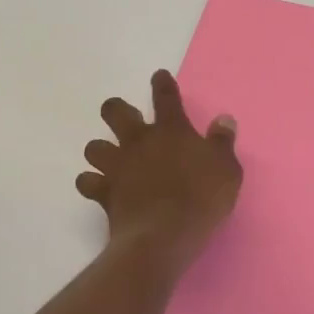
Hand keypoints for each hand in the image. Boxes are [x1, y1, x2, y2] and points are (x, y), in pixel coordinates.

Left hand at [76, 70, 242, 259]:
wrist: (164, 236)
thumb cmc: (201, 199)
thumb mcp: (227, 169)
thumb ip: (222, 142)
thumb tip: (224, 119)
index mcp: (171, 131)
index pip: (165, 97)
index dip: (162, 84)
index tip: (159, 76)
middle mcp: (139, 141)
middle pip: (116, 112)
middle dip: (116, 110)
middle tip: (125, 118)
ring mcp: (118, 167)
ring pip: (95, 147)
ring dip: (101, 150)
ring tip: (111, 159)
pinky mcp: (104, 193)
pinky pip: (87, 182)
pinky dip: (91, 183)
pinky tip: (99, 187)